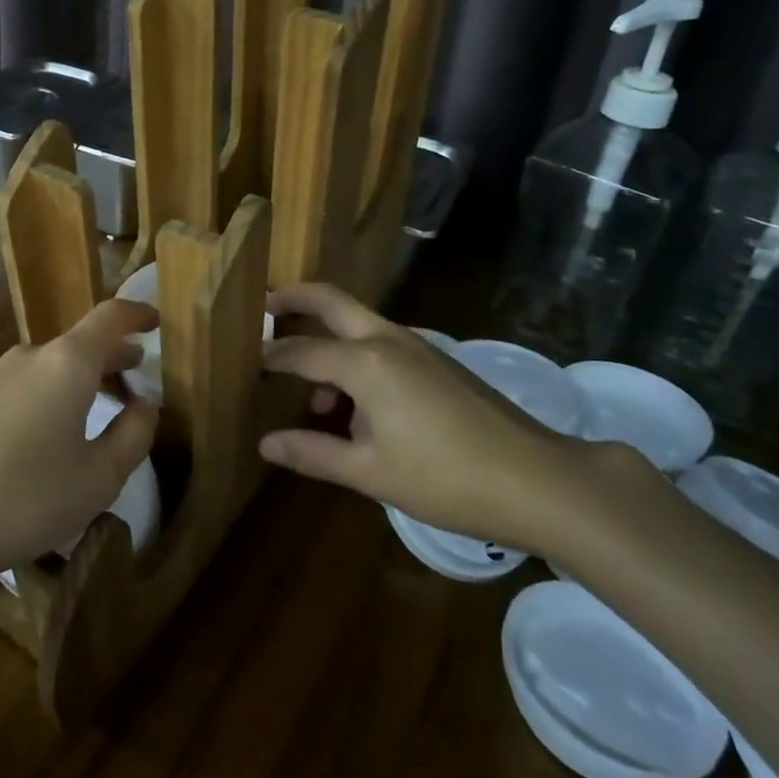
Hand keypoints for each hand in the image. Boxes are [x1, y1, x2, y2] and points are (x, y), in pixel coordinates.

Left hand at [0, 298, 159, 580]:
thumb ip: (133, 435)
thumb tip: (146, 404)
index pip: (110, 318)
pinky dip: (30, 392)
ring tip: (81, 407)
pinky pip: (7, 383)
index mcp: (67, 364)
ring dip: (68, 377)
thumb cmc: (22, 500)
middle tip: (132, 373)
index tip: (155, 321)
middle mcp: (26, 356)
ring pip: (41, 365)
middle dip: (109, 355)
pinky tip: (23, 421)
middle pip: (77, 343)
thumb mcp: (98, 480)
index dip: (137, 314)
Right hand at [259, 283, 583, 553]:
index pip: (299, 352)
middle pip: (328, 300)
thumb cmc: (444, 478)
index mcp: (363, 362)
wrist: (536, 479)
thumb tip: (265, 444)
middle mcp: (386, 339)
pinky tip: (357, 405)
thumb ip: (313, 453)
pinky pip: (380, 342)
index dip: (268, 358)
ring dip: (326, 337)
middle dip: (292, 299)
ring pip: (356, 322)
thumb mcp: (370, 472)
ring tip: (310, 388)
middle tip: (262, 309)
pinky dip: (355, 355)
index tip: (242, 363)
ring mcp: (416, 345)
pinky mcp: (436, 359)